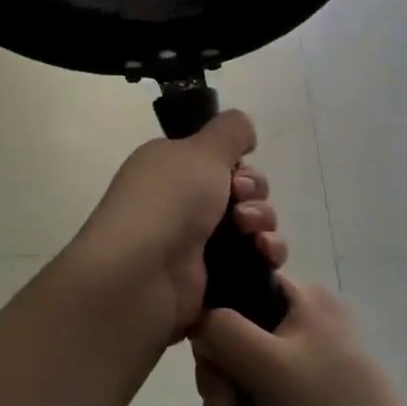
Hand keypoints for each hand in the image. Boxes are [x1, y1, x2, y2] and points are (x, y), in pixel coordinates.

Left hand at [66, 112, 287, 343]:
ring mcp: (193, 244)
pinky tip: (265, 257)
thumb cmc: (168, 202)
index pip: (218, 160)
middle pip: (240, 192)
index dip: (240, 165)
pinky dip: (264, 257)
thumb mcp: (201, 150)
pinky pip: (250, 263)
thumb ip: (229, 130)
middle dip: (255, 195)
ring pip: (250, 227)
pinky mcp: (208, 280)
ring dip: (263, 224)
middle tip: (242, 204)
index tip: (238, 174)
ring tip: (253, 235)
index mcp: (170, 167)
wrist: (141, 277)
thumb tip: (242, 125)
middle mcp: (179, 203)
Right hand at [192, 278, 406, 405]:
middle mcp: (295, 332)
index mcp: (301, 302)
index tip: (212, 348)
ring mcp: (290, 378)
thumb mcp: (269, 362)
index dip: (216, 315)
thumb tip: (195, 321)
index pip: (237, 285)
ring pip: (228, 385)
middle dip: (220, 384)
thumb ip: (220, 329)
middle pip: (224, 341)